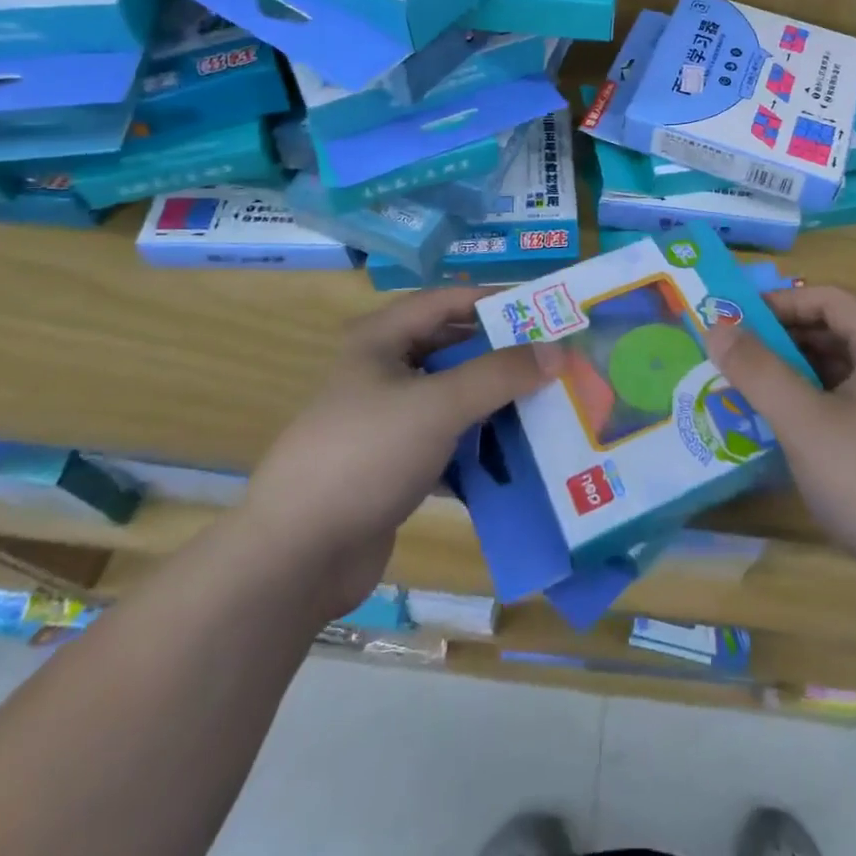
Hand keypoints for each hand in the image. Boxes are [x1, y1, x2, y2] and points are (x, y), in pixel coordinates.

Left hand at [241, 287, 550, 615]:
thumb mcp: (437, 404)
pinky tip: (521, 456)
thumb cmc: (366, 454)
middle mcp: (385, 371)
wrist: (297, 555)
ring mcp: (389, 420)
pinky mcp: (396, 465)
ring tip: (552, 405)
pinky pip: (450, 442)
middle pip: (455, 349)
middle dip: (504, 355)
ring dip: (498, 402)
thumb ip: (500, 373)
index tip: (548, 310)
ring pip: (455, 398)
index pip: (450, 301)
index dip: (497, 300)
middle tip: (558, 360)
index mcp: (383, 339)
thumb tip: (558, 350)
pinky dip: (481, 446)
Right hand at [704, 286, 855, 624]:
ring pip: (842, 373)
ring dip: (795, 376)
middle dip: (782, 341)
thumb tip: (716, 325)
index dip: (779, 302)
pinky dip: (814, 407)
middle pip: (836, 332)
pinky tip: (781, 430)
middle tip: (732, 357)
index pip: (830, 298)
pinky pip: (851, 407)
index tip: (733, 321)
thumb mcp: (805, 423)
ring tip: (747, 392)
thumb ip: (757, 370)